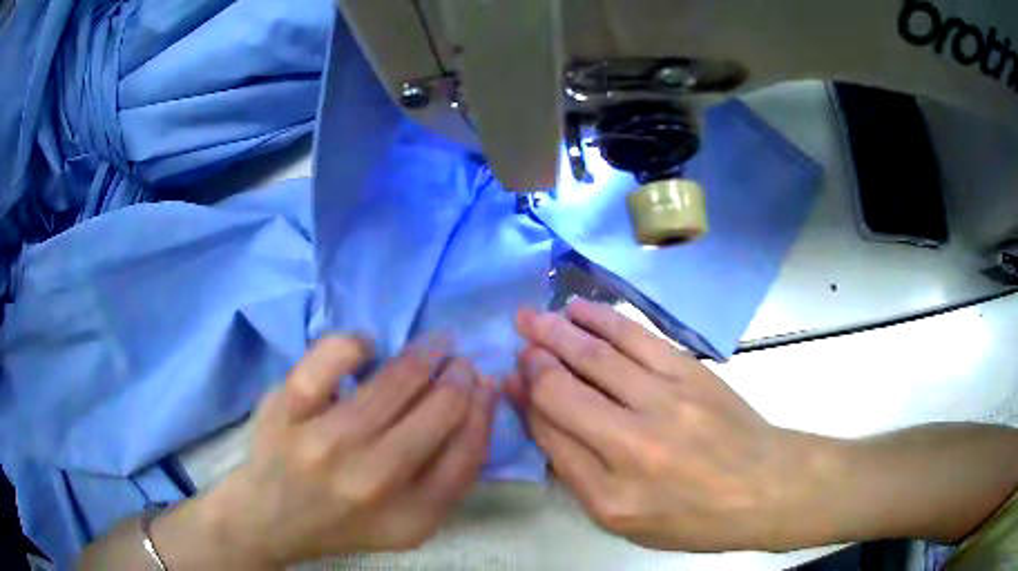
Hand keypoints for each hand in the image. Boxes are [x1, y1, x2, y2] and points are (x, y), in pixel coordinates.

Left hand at [199, 335, 495, 565]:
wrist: (270, 518)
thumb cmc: (345, 521)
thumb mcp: (411, 522)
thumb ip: (450, 475)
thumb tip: (478, 401)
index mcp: (411, 515)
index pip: (469, 450)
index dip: (484, 408)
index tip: (483, 383)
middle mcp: (372, 480)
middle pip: (440, 409)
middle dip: (460, 375)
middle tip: (458, 362)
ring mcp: (325, 441)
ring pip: (395, 380)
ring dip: (426, 353)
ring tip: (434, 345)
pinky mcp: (287, 410)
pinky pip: (332, 358)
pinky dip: (357, 343)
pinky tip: (368, 348)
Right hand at [507, 300, 812, 551]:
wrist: (765, 486)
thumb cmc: (693, 517)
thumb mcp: (627, 521)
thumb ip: (579, 474)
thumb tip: (542, 420)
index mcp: (610, 494)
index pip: (551, 434)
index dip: (525, 401)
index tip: (510, 378)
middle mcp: (631, 444)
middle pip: (565, 389)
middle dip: (534, 357)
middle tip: (515, 333)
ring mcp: (664, 400)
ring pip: (596, 355)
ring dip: (558, 330)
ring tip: (531, 316)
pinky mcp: (689, 371)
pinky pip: (636, 337)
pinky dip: (603, 319)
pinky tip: (579, 308)